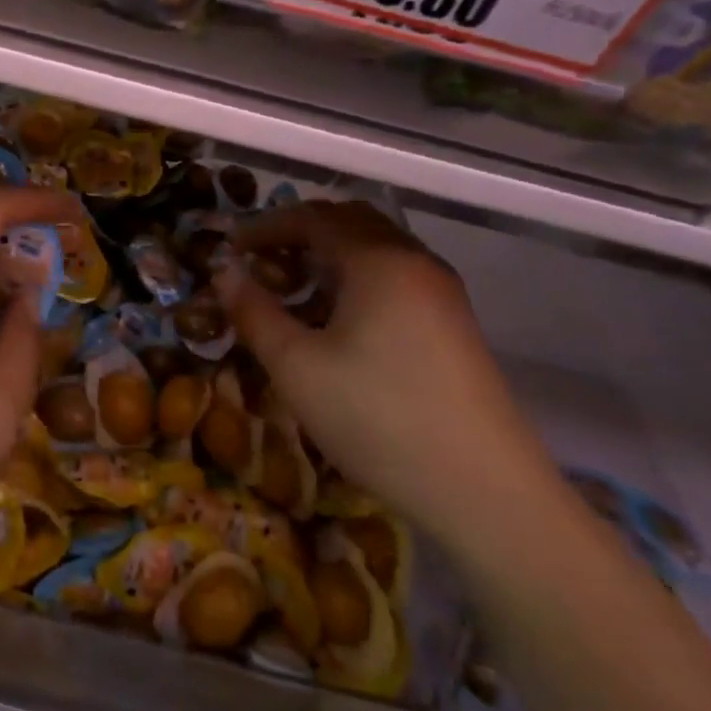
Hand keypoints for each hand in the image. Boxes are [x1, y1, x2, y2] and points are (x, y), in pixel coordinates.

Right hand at [213, 202, 551, 539]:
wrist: (486, 493)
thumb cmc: (379, 419)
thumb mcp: (297, 367)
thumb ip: (254, 312)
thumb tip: (224, 272)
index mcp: (378, 260)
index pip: (313, 217)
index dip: (266, 227)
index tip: (230, 248)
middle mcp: (415, 261)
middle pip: (350, 221)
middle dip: (300, 232)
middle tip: (262, 260)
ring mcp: (442, 292)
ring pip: (376, 249)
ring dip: (330, 255)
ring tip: (294, 289)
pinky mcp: (454, 324)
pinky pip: (396, 276)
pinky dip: (357, 278)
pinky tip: (339, 320)